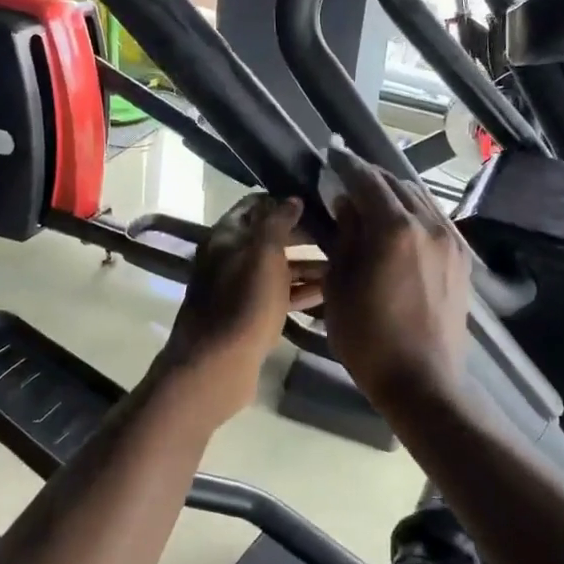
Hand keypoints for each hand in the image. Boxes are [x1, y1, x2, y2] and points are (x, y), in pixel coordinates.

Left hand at [158, 194, 322, 420]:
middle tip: (342, 234)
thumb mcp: (264, 253)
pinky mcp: (249, 315)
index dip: (285, 201)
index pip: (256, 204)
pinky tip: (331, 292)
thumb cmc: (243, 302)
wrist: (217, 365)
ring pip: (278, 268)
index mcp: (227, 236)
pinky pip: (279, 295)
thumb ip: (278, 222)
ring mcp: (239, 288)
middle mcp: (230, 257)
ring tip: (346, 264)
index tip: (320, 201)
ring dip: (308, 265)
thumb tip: (292, 198)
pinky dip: (301, 291)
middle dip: (304, 235)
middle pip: (270, 237)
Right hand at [322, 147, 471, 412]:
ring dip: (394, 192)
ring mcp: (450, 240)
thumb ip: (345, 237)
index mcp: (394, 228)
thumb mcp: (340, 285)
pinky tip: (400, 221)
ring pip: (420, 199)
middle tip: (347, 175)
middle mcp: (428, 224)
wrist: (422, 380)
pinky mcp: (461, 258)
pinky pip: (434, 219)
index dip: (347, 164)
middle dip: (370, 176)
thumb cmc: (368, 337)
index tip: (332, 153)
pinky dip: (413, 211)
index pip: (367, 180)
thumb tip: (347, 204)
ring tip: (372, 196)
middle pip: (396, 184)